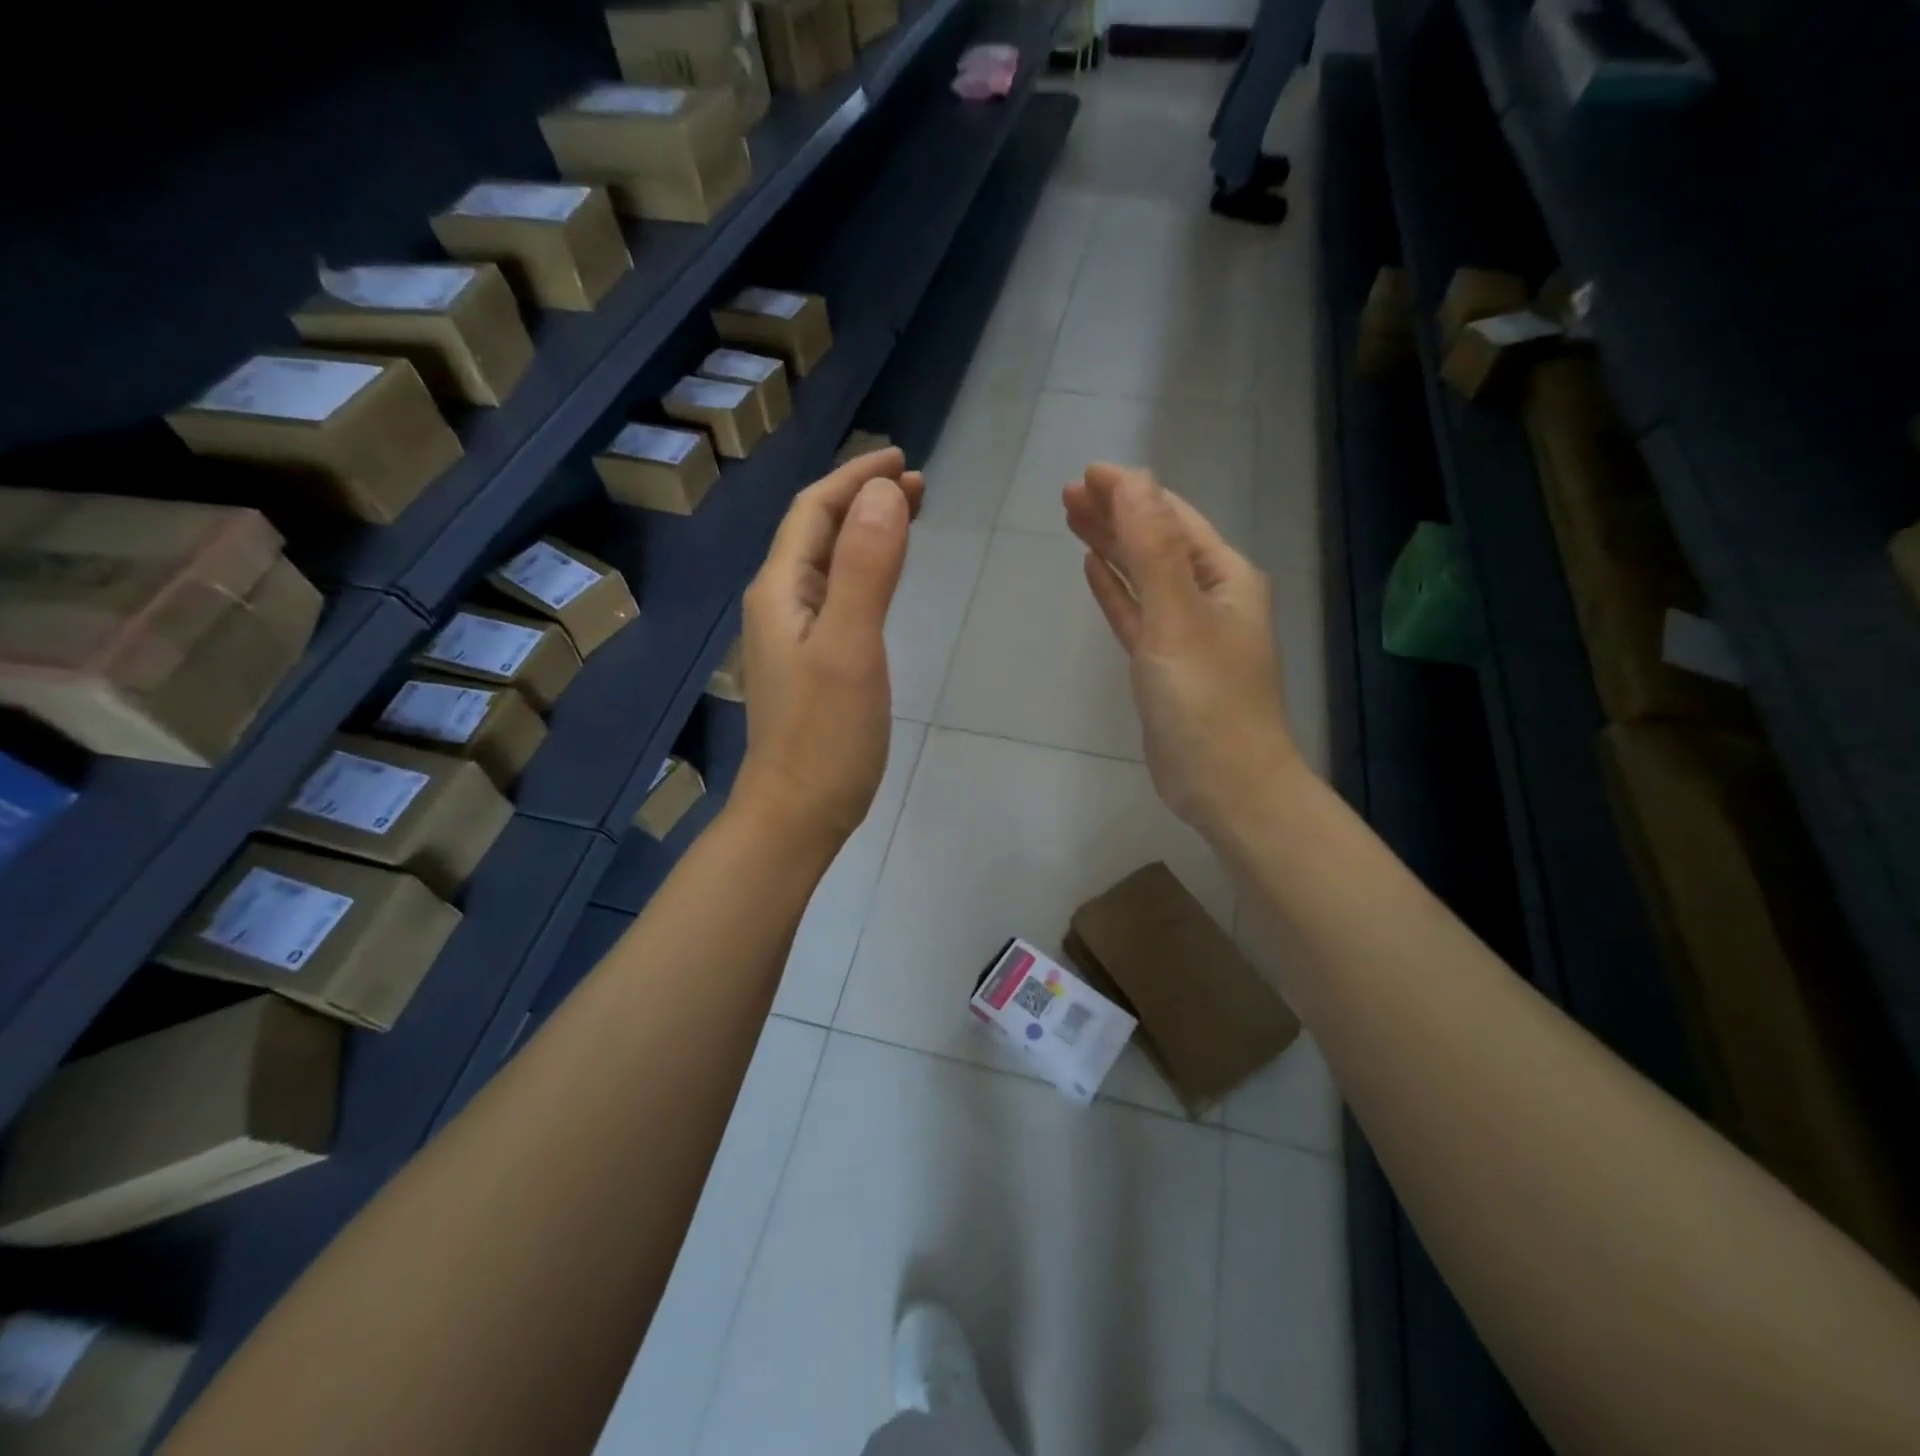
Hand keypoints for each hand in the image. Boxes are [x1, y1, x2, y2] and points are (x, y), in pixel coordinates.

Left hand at [735, 447, 923, 853]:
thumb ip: (866, 569)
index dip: (855, 478)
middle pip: (818, 532)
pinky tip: (883, 578)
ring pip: (829, 564)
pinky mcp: (812, 663)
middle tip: (918, 484)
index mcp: (781, 590)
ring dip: (865, 531)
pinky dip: (864, 571)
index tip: (902, 459)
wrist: (797, 812)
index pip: (814, 511)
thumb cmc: (826, 734)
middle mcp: (780, 604)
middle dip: (863, 499)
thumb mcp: (850, 646)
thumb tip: (884, 493)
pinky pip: (837, 596)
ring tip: (908, 515)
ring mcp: (794, 636)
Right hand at [1064, 463, 1297, 834]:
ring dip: (1111, 547)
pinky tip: (1093, 571)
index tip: (1086, 474)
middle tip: (1067, 494)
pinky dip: (1115, 591)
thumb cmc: (1205, 698)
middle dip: (1115, 514)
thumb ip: (1152, 548)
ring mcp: (1184, 632)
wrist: (1223, 783)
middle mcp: (1208, 597)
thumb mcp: (1177, 615)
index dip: (1131, 491)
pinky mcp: (1163, 664)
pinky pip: (1135, 613)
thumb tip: (1134, 481)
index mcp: (1224, 577)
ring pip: (1141, 576)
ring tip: (1073, 520)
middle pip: (1155, 541)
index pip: (1172, 517)